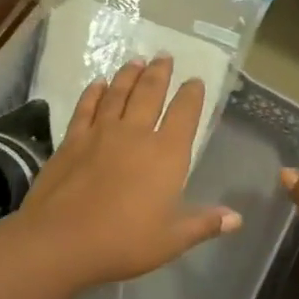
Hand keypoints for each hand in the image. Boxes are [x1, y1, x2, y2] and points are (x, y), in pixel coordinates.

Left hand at [18, 56, 240, 288]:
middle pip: (150, 93)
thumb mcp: (171, 240)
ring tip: (137, 60)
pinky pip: (86, 107)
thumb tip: (236, 218)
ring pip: (118, 93)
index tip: (195, 81)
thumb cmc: (124, 242)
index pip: (184, 114)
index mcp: (166, 154)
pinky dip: (94, 92)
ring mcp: (100, 133)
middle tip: (165, 56)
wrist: (61, 240)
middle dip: (160, 73)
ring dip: (129, 74)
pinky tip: (98, 83)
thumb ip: (204, 224)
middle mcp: (135, 134)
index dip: (192, 95)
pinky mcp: (71, 140)